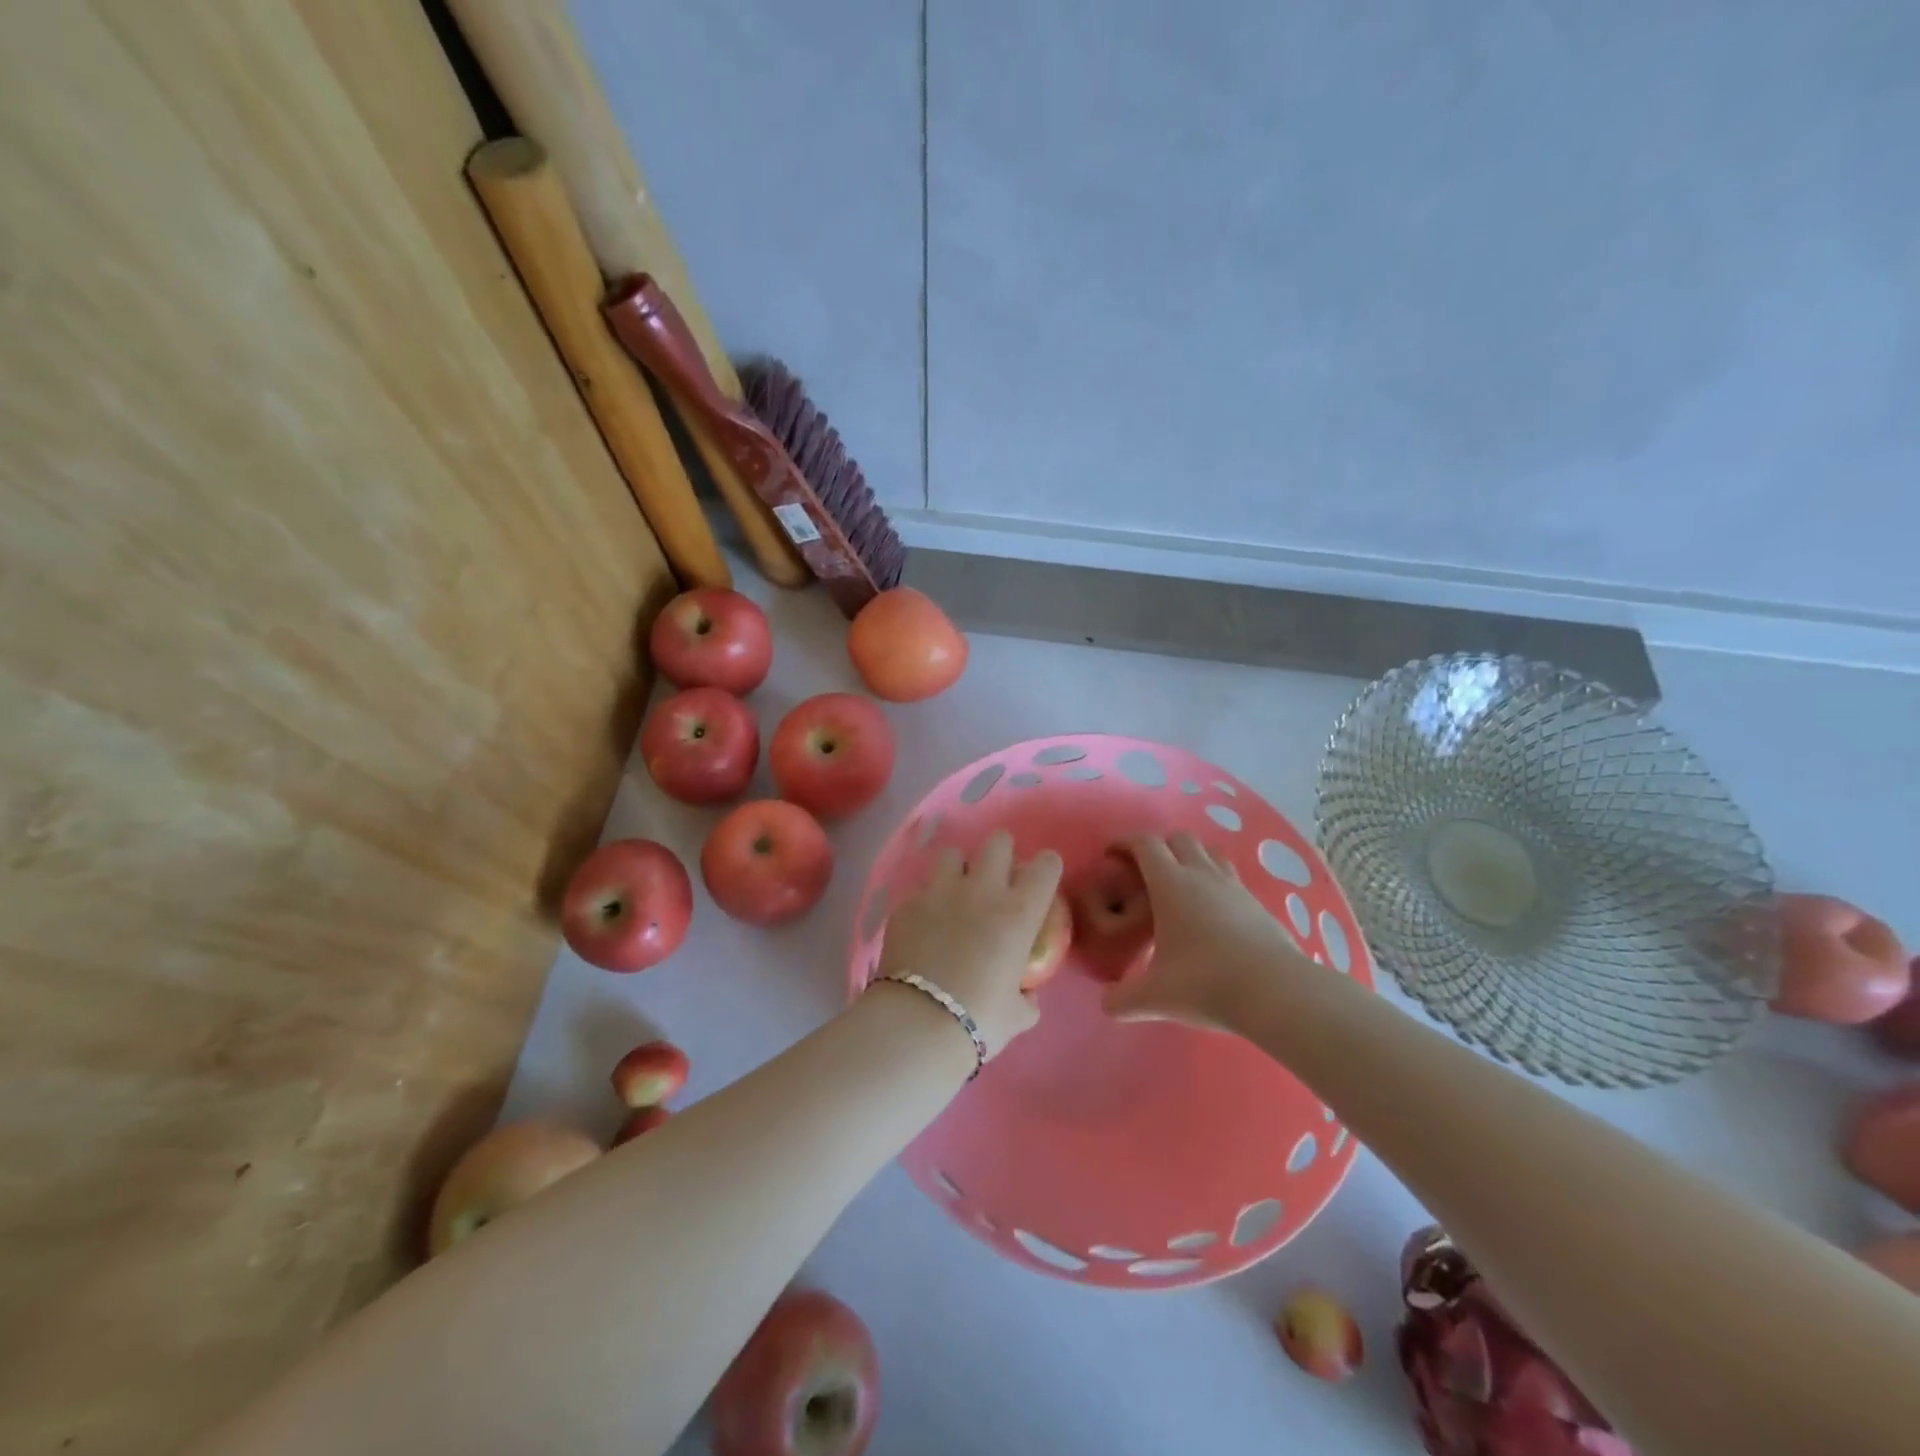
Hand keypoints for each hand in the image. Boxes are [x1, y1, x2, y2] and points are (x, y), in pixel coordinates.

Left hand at [875, 830, 1062, 1055]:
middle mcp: (982, 890)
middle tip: (998, 878)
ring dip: (959, 869)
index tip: (1040, 882)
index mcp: (1018, 912)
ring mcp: (940, 892)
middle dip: (1002, 853)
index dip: (1046, 868)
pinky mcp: (906, 904)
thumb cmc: (979, 1019)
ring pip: (953, 854)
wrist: (917, 1022)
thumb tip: (1025, 995)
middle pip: (998, 842)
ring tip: (956, 894)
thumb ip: (1026, 998)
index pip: (1046, 866)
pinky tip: (923, 925)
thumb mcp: (1017, 1015)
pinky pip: (920, 889)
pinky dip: (926, 902)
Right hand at [1104, 832, 1309, 1029]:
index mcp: (1171, 884)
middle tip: (1145, 871)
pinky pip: (1231, 877)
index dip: (1125, 843)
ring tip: (1180, 885)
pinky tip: (1212, 911)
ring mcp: (1234, 887)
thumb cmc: (1206, 983)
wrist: (1277, 993)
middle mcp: (1202, 875)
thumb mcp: (1155, 997)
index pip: (1145, 844)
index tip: (1111, 854)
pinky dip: (1215, 881)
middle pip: (1180, 838)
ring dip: (1191, 858)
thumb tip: (1107, 1005)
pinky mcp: (1258, 904)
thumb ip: (1123, 999)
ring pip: (1209, 852)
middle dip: (1159, 846)